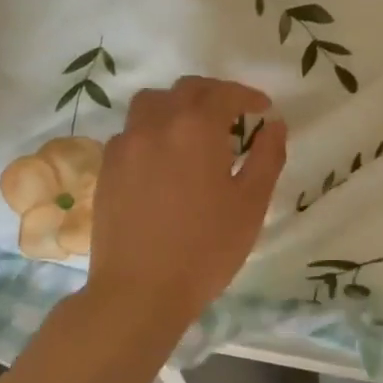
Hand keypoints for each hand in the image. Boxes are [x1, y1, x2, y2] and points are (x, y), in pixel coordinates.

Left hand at [87, 77, 287, 326]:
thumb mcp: (251, 204)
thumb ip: (268, 157)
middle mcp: (158, 124)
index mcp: (197, 128)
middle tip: (233, 113)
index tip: (263, 108)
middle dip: (214, 94)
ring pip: (151, 102)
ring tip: (192, 127)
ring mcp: (126, 144)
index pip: (225, 94)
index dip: (247, 96)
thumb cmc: (205, 248)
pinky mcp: (107, 167)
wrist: (139, 292)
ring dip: (176, 104)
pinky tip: (162, 157)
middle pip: (186, 90)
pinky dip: (151, 129)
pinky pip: (131, 131)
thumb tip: (275, 124)